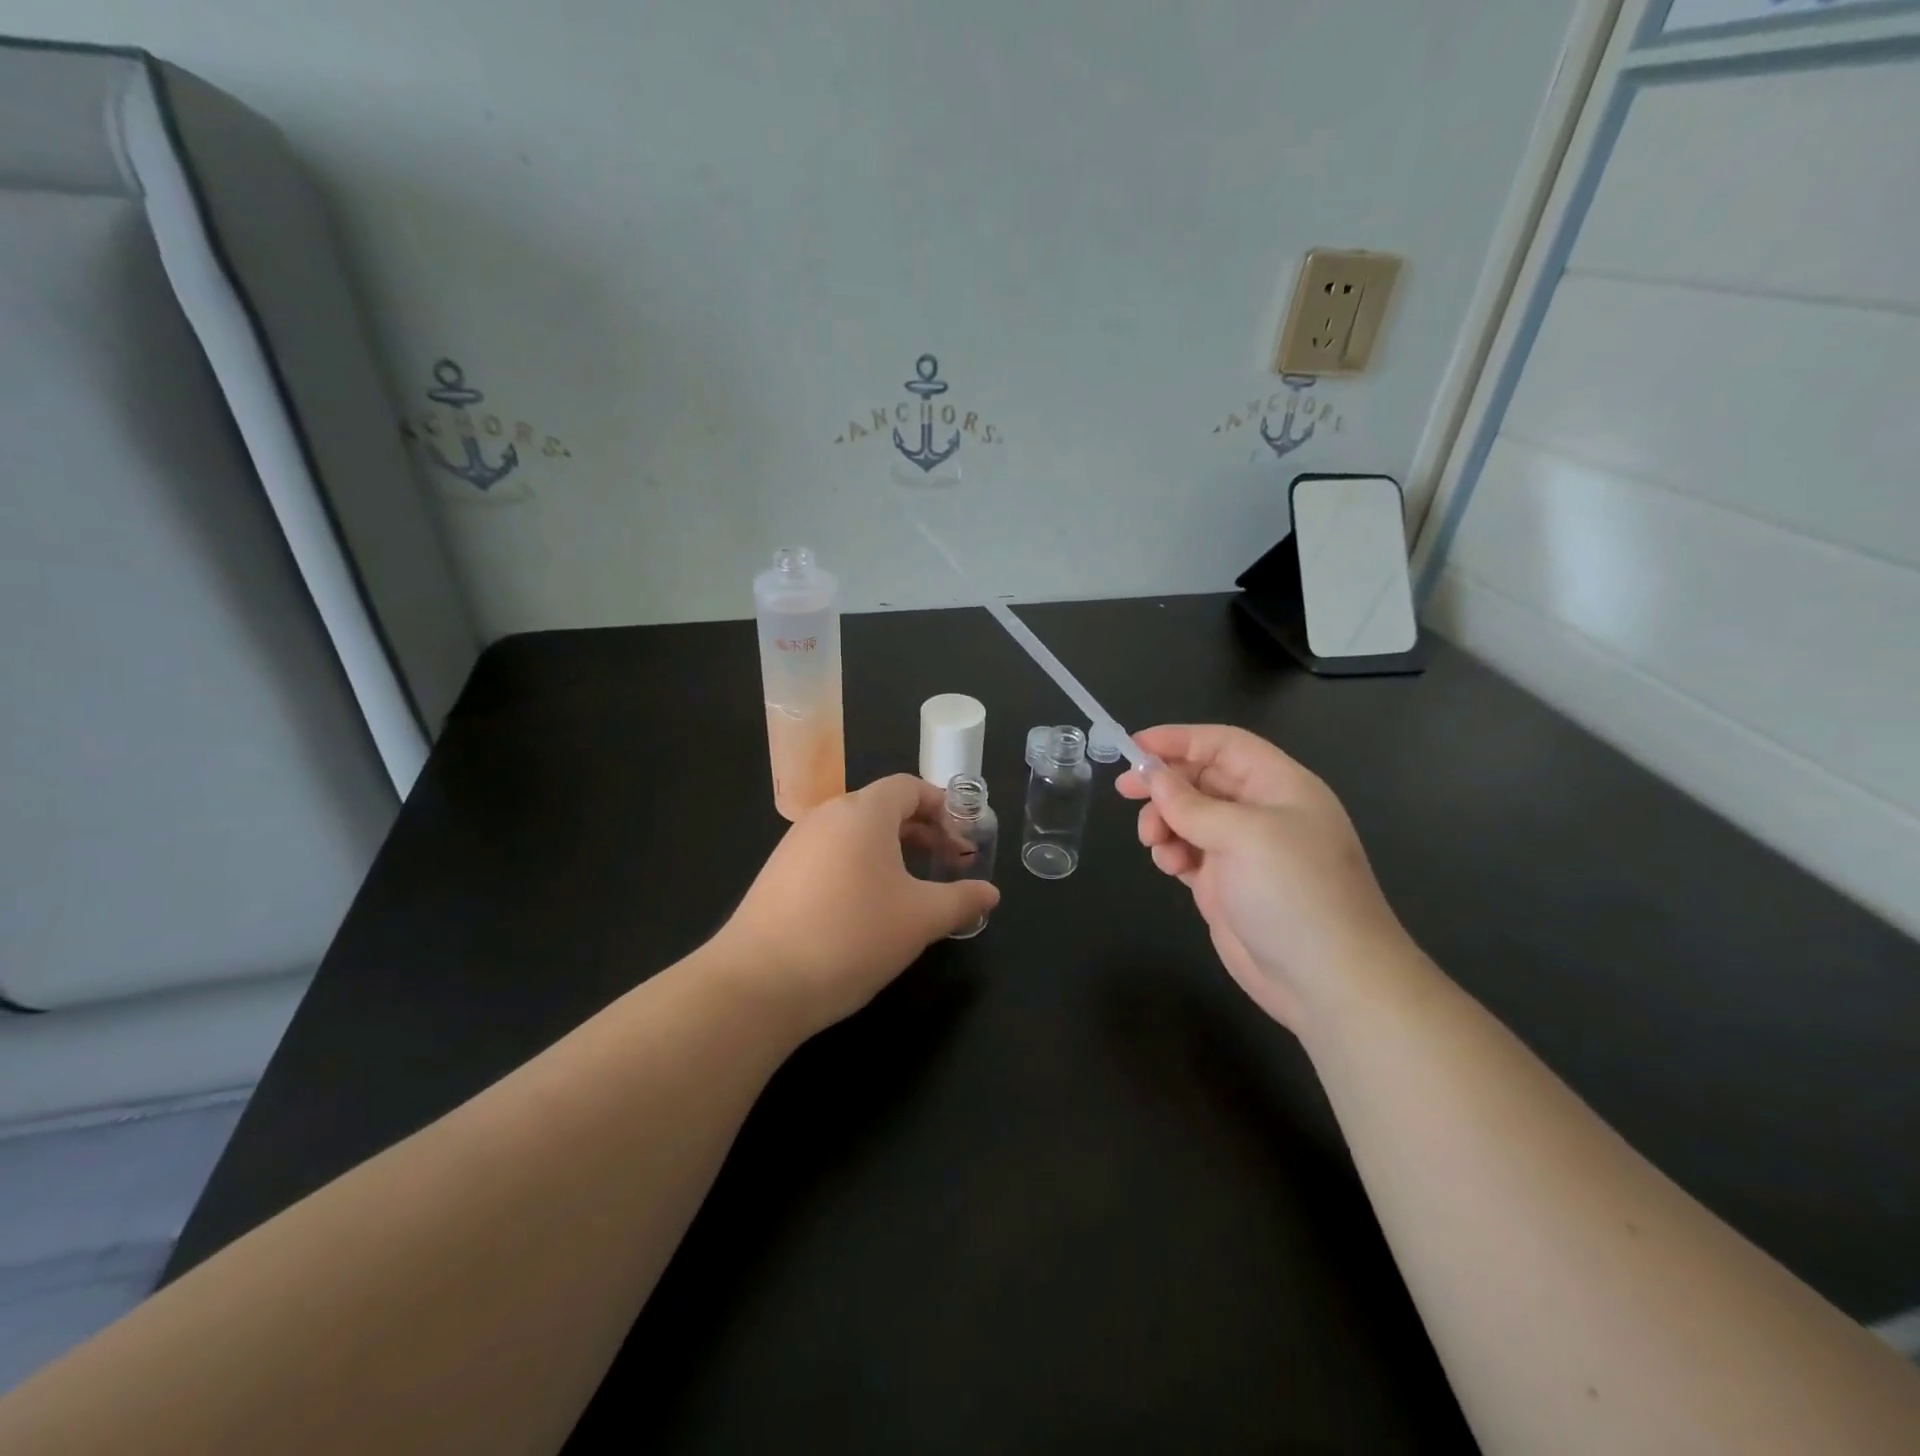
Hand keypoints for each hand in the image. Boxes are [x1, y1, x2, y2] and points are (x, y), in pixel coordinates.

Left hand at [713, 775, 999, 1034]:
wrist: (759, 983)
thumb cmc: (852, 936)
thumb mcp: (921, 919)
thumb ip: (962, 900)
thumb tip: (990, 893)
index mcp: (863, 812)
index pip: (909, 787)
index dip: (944, 807)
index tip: (965, 838)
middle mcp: (827, 815)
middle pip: (883, 807)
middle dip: (922, 831)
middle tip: (949, 864)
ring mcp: (797, 843)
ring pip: (856, 833)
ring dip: (892, 851)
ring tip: (913, 889)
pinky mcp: (778, 873)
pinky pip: (831, 855)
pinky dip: (860, 867)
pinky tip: (868, 909)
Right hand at [1116, 725, 1408, 1031]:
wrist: (1329, 981)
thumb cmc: (1294, 892)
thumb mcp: (1244, 835)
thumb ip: (1192, 804)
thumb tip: (1153, 777)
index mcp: (1279, 786)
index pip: (1223, 745)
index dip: (1178, 740)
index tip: (1132, 747)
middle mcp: (1262, 812)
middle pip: (1201, 779)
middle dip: (1163, 784)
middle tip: (1124, 791)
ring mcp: (1244, 850)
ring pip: (1188, 816)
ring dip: (1163, 821)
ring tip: (1154, 843)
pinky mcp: (1226, 884)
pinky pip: (1188, 851)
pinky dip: (1171, 852)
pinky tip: (1170, 867)